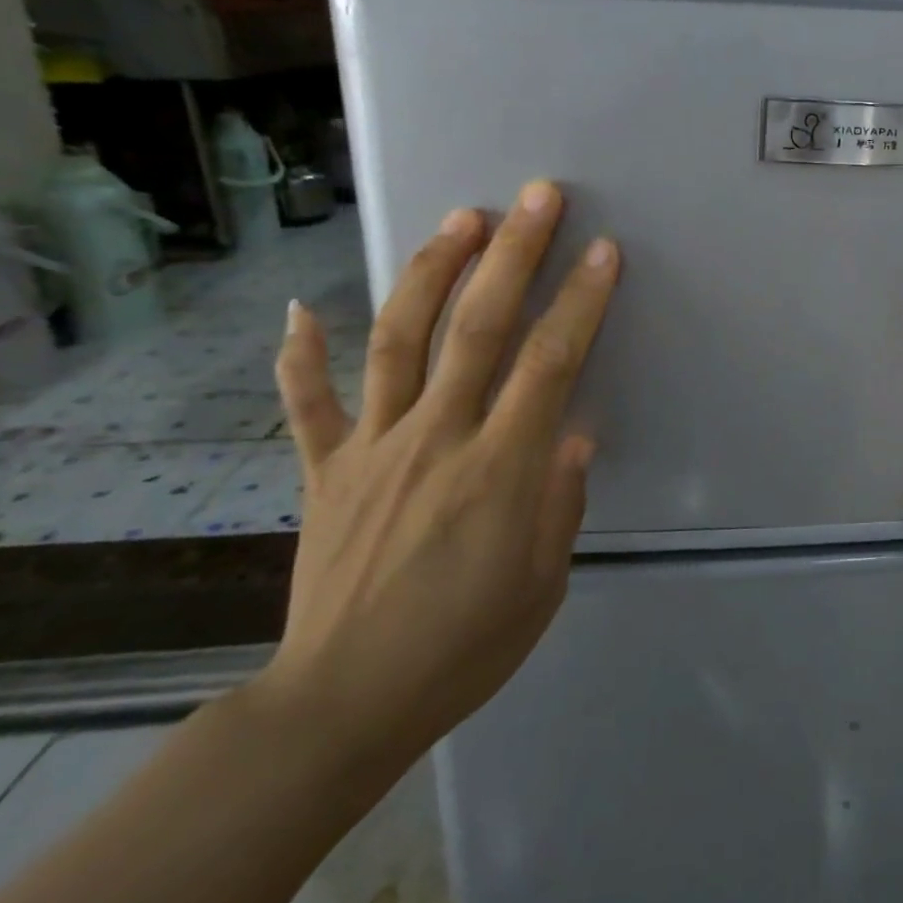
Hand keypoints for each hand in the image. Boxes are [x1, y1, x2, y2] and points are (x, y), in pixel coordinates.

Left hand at [257, 182, 618, 766]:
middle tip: (535, 197)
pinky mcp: (325, 471)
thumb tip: (574, 432)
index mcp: (499, 469)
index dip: (580, 301)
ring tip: (458, 220)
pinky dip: (300, 355)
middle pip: (479, 327)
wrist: (344, 705)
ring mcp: (373, 448)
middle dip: (514, 254)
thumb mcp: (542, 584)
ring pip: (400, 340)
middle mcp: (436, 438)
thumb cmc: (463, 648)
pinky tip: (299, 309)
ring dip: (430, 272)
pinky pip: (309, 405)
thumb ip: (560, 501)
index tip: (602, 251)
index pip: (550, 364)